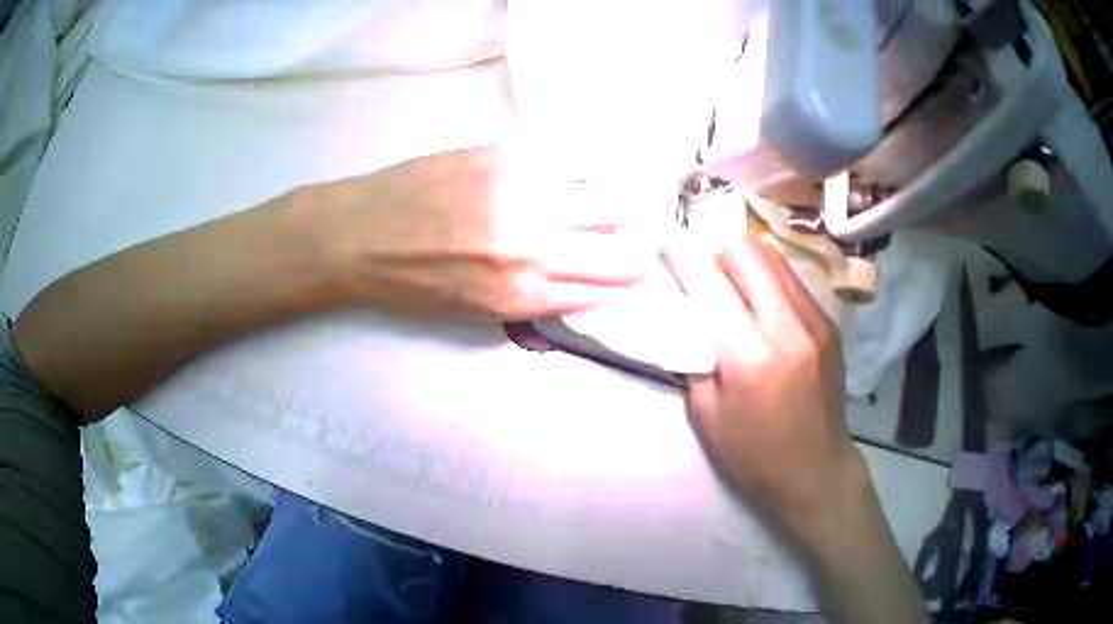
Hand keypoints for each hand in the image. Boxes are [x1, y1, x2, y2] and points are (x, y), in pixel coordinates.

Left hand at [309, 145, 656, 321]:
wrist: (355, 235)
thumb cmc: (410, 283)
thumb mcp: (477, 311)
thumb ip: (540, 295)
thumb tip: (588, 275)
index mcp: (523, 295)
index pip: (612, 288)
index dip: (627, 278)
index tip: (629, 267)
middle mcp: (533, 246)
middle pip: (628, 247)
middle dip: (638, 246)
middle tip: (627, 237)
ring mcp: (523, 192)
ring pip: (614, 197)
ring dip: (617, 206)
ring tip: (600, 205)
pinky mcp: (507, 153)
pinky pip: (575, 161)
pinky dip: (584, 173)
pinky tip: (568, 177)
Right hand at [678, 239, 864, 539]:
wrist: (817, 471)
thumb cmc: (754, 455)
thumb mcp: (707, 414)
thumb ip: (695, 355)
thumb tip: (689, 313)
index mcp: (751, 357)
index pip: (710, 284)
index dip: (683, 254)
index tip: (664, 236)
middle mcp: (789, 327)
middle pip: (749, 252)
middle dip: (718, 253)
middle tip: (705, 277)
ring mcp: (817, 322)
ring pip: (774, 258)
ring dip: (746, 264)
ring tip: (734, 290)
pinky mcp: (830, 325)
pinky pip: (793, 281)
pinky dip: (769, 282)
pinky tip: (763, 309)